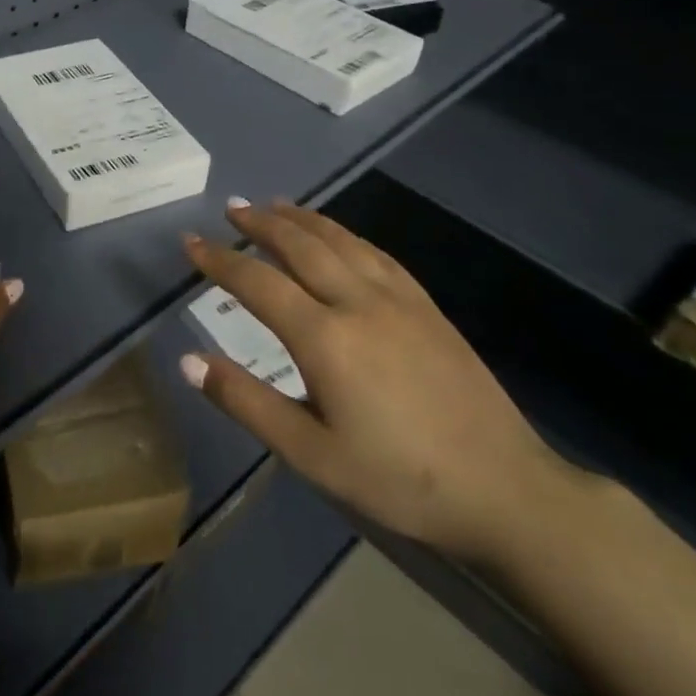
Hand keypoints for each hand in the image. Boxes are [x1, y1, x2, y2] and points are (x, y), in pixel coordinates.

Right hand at [180, 198, 573, 564]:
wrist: (506, 490)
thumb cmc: (399, 479)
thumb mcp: (311, 454)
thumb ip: (246, 402)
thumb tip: (189, 360)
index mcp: (325, 338)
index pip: (257, 283)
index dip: (219, 260)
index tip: (190, 243)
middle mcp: (358, 303)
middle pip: (301, 246)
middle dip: (260, 224)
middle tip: (231, 208)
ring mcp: (399, 300)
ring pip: (341, 241)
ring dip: (302, 219)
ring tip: (274, 206)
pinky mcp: (428, 307)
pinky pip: (377, 254)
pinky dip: (346, 235)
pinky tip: (339, 237)